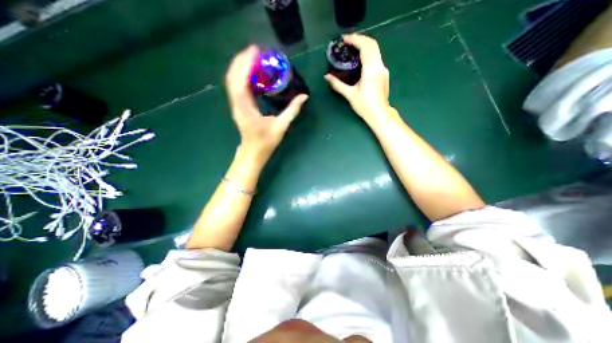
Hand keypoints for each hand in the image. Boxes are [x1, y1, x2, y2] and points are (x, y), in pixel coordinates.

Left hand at [226, 46, 308, 163]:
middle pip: (233, 77)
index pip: (240, 81)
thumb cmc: (265, 142)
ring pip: (233, 81)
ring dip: (241, 67)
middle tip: (255, 51)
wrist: (253, 153)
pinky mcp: (239, 106)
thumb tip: (304, 97)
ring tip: (253, 58)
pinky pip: (237, 87)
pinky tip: (251, 73)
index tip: (255, 51)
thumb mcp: (281, 126)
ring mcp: (236, 105)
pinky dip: (242, 76)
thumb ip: (292, 111)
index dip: (245, 64)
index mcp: (245, 108)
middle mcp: (237, 104)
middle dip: (242, 61)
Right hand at [325, 34, 390, 122]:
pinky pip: (376, 57)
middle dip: (360, 39)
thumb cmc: (364, 106)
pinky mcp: (384, 73)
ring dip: (365, 44)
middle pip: (372, 44)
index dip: (355, 40)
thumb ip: (338, 84)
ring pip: (376, 50)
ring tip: (353, 47)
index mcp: (371, 70)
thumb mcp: (350, 95)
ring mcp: (383, 69)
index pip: (365, 47)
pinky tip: (360, 58)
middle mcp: (379, 66)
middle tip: (348, 41)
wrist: (379, 113)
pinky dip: (368, 52)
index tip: (345, 39)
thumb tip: (327, 77)